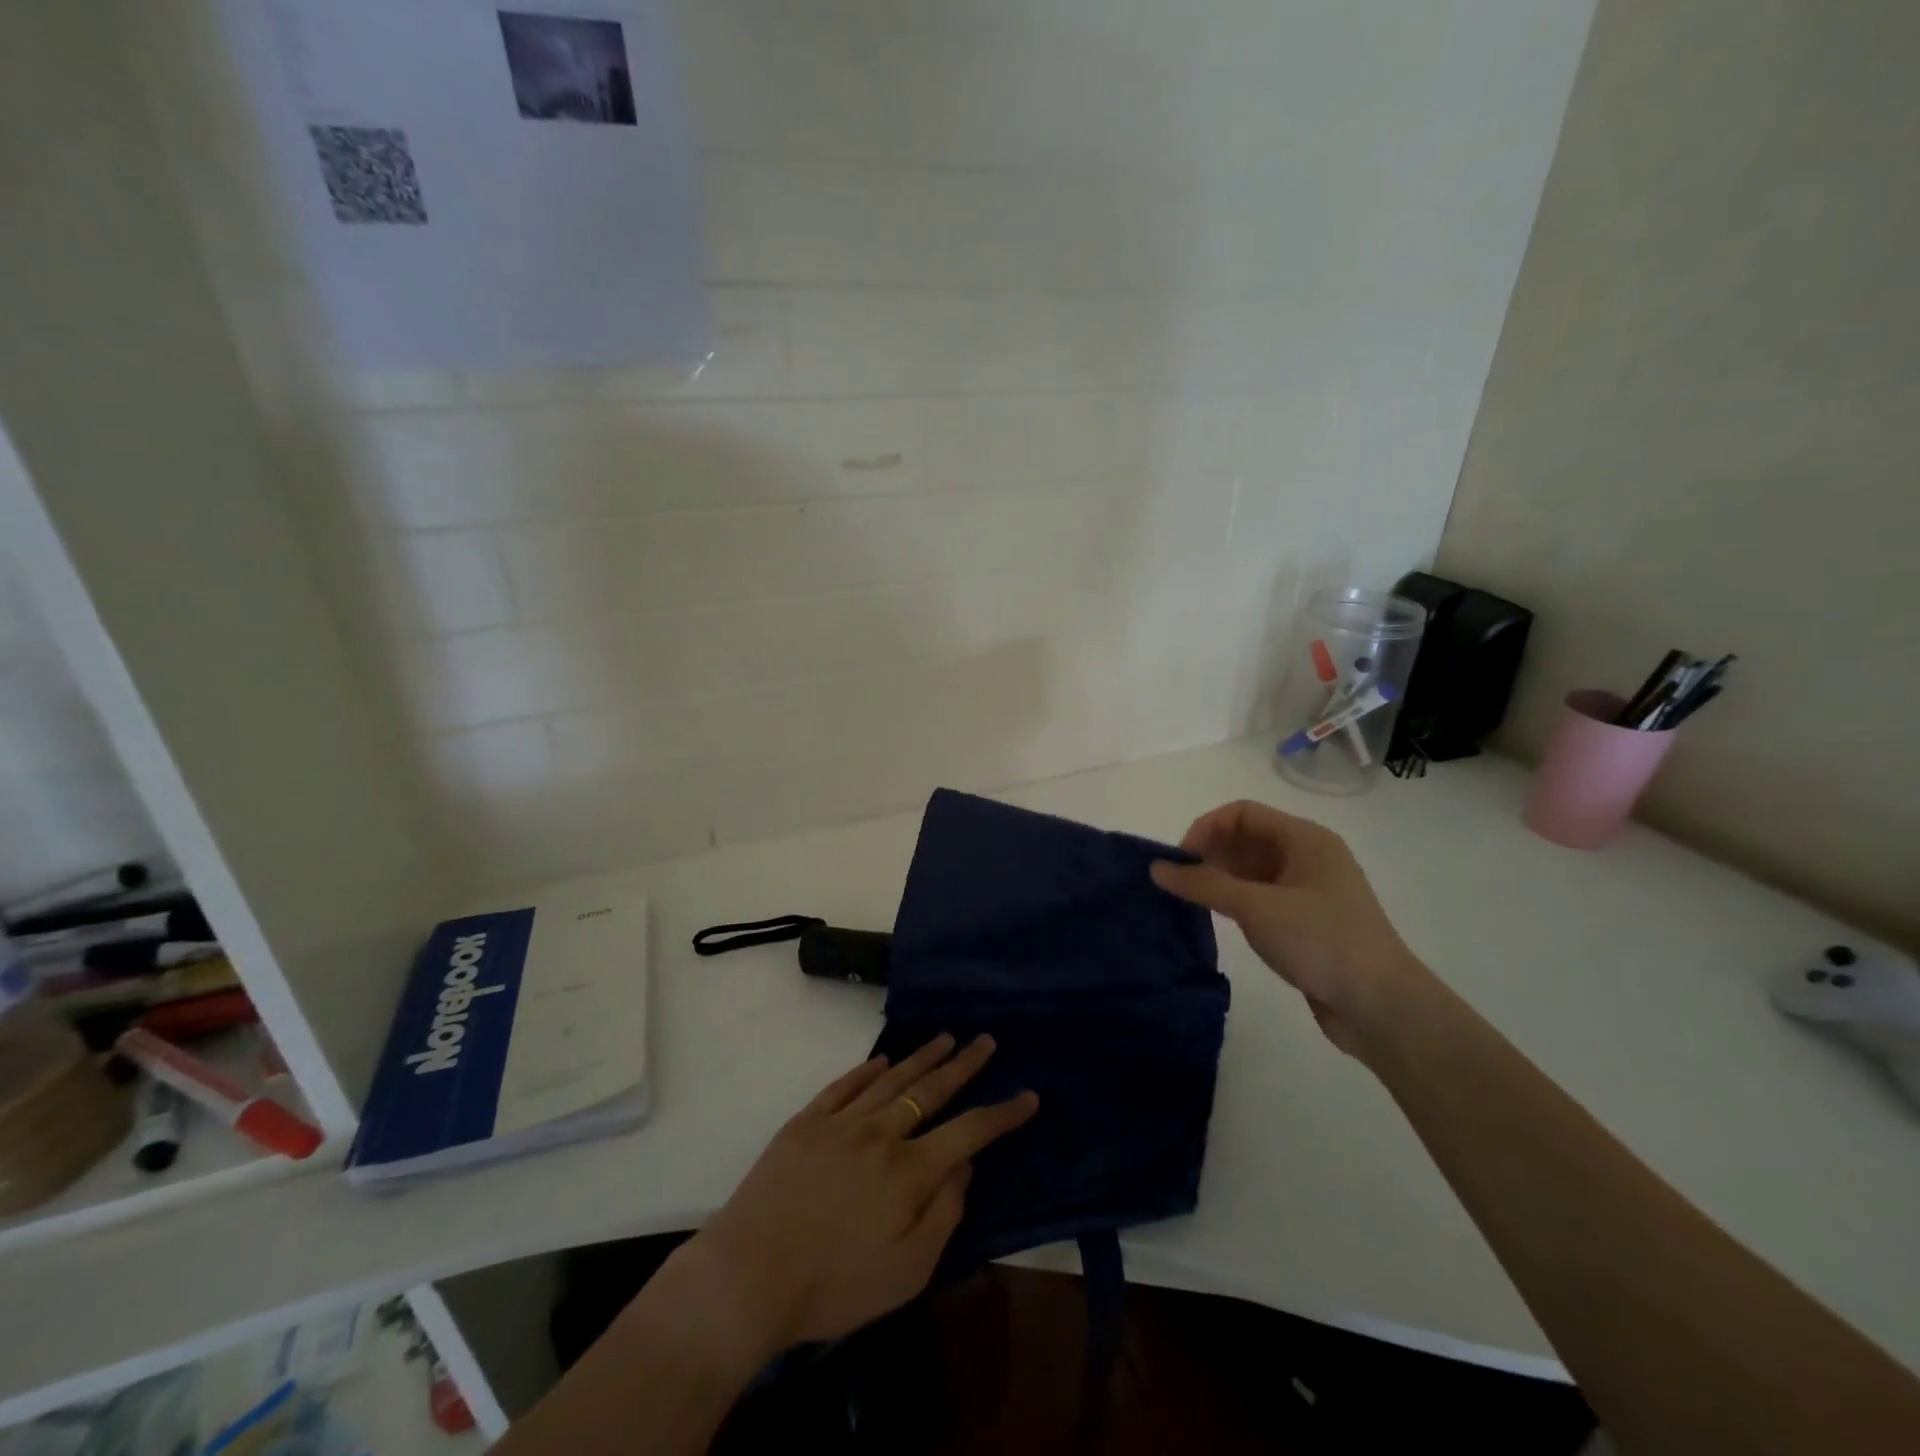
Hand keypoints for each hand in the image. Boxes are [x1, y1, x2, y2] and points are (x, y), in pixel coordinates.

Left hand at [669, 1034, 1038, 1359]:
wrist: (749, 1274)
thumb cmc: (834, 1285)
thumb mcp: (907, 1271)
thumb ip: (944, 1214)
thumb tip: (964, 1165)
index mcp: (909, 1170)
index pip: (969, 1130)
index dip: (1002, 1113)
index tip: (1028, 1095)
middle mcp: (880, 1132)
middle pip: (931, 1089)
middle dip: (963, 1064)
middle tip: (985, 1040)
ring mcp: (840, 1121)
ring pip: (890, 1078)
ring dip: (921, 1057)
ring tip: (945, 1038)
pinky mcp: (805, 1122)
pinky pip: (843, 1085)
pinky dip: (865, 1069)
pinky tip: (880, 1059)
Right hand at [1151, 799, 1431, 1059]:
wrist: (1381, 1006)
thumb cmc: (1321, 941)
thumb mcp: (1256, 907)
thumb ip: (1203, 884)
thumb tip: (1156, 868)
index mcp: (1305, 839)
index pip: (1242, 813)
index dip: (1206, 828)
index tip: (1180, 861)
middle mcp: (1308, 856)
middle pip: (1246, 838)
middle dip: (1209, 853)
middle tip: (1179, 883)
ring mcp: (1308, 890)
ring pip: (1251, 869)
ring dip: (1218, 878)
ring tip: (1190, 901)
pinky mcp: (1305, 921)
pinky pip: (1260, 896)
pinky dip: (1234, 900)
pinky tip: (1215, 918)